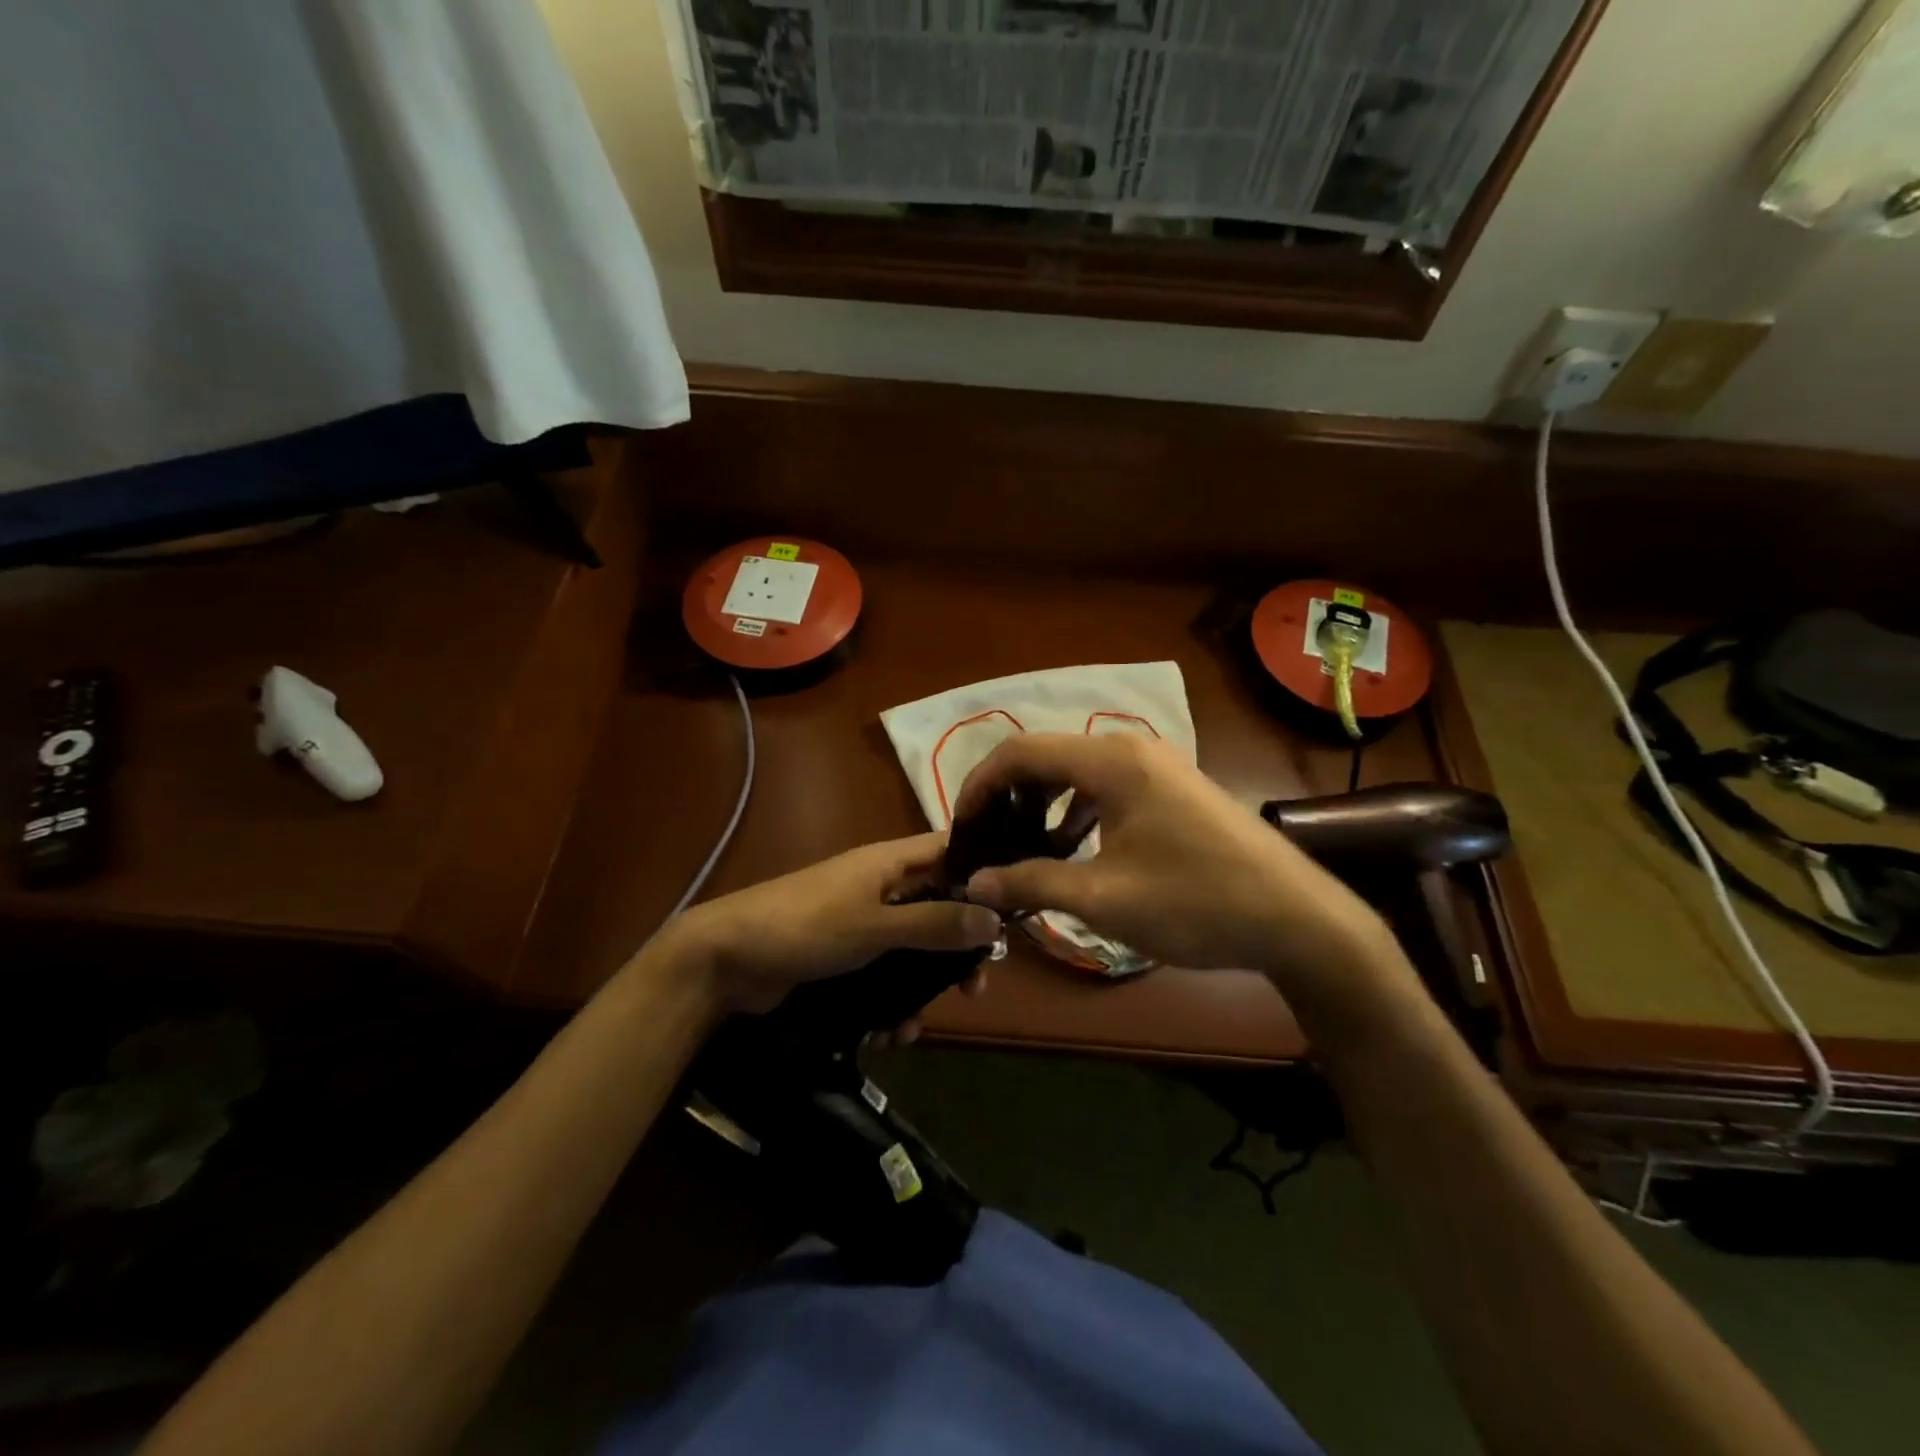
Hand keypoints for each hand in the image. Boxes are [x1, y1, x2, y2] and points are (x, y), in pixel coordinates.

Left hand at [674, 832, 1002, 1023]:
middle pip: (937, 906)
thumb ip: (934, 924)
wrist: (726, 960)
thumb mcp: (875, 926)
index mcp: (889, 862)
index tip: (1012, 908)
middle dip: (957, 947)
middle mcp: (880, 886)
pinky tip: (889, 1035)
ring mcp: (861, 922)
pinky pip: (884, 975)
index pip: (949, 850)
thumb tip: (995, 919)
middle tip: (976, 985)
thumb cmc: (806, 927)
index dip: (982, 871)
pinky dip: (891, 1002)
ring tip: (920, 1025)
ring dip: (921, 986)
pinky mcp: (844, 956)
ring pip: (912, 948)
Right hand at [956, 734, 1410, 1011]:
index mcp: (1111, 761)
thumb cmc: (1196, 904)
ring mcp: (1158, 766)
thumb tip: (975, 881)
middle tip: (988, 840)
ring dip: (1044, 805)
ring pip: (1078, 772)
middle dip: (1009, 796)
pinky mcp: (1174, 788)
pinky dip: (1079, 812)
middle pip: (1048, 756)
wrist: (1298, 920)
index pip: (1020, 752)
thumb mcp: (1103, 898)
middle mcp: (1131, 749)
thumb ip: (1031, 882)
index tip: (962, 827)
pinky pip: (1108, 787)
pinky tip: (1074, 850)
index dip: (980, 785)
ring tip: (1025, 848)